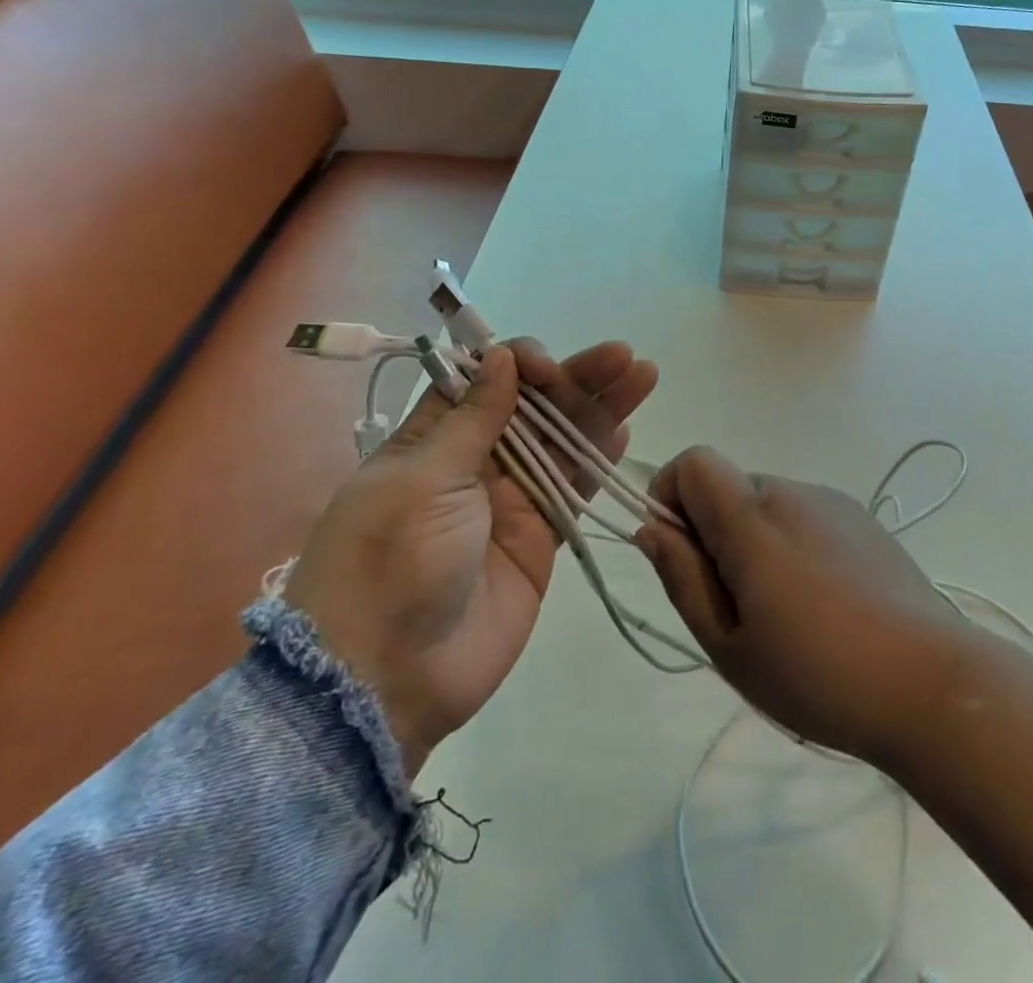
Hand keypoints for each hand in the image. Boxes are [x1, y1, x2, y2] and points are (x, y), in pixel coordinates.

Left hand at [286, 338, 656, 776]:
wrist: (390, 676)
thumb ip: (473, 418)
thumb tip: (499, 355)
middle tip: (623, 357)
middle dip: (577, 378)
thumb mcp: (424, 479)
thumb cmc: (392, 560)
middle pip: (534, 407)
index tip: (546, 367)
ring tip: (642, 375)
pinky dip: (598, 459)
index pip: (483, 381)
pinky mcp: (539, 538)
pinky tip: (625, 428)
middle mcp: (475, 462)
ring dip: (600, 408)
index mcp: (434, 439)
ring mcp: (511, 500)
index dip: (520, 364)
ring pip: (563, 442)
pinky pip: (573, 488)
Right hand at [635, 446, 970, 767]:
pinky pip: (805, 516)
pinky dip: (792, 544)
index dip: (671, 496)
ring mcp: (832, 501)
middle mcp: (791, 491)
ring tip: (783, 611)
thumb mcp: (729, 644)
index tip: (680, 554)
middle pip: (729, 486)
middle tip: (734, 604)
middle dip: (712, 531)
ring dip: (753, 540)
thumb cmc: (817, 673)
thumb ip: (682, 577)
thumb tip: (652, 527)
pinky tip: (822, 602)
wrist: (932, 683)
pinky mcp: (862, 520)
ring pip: (766, 504)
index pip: (693, 462)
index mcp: (752, 516)